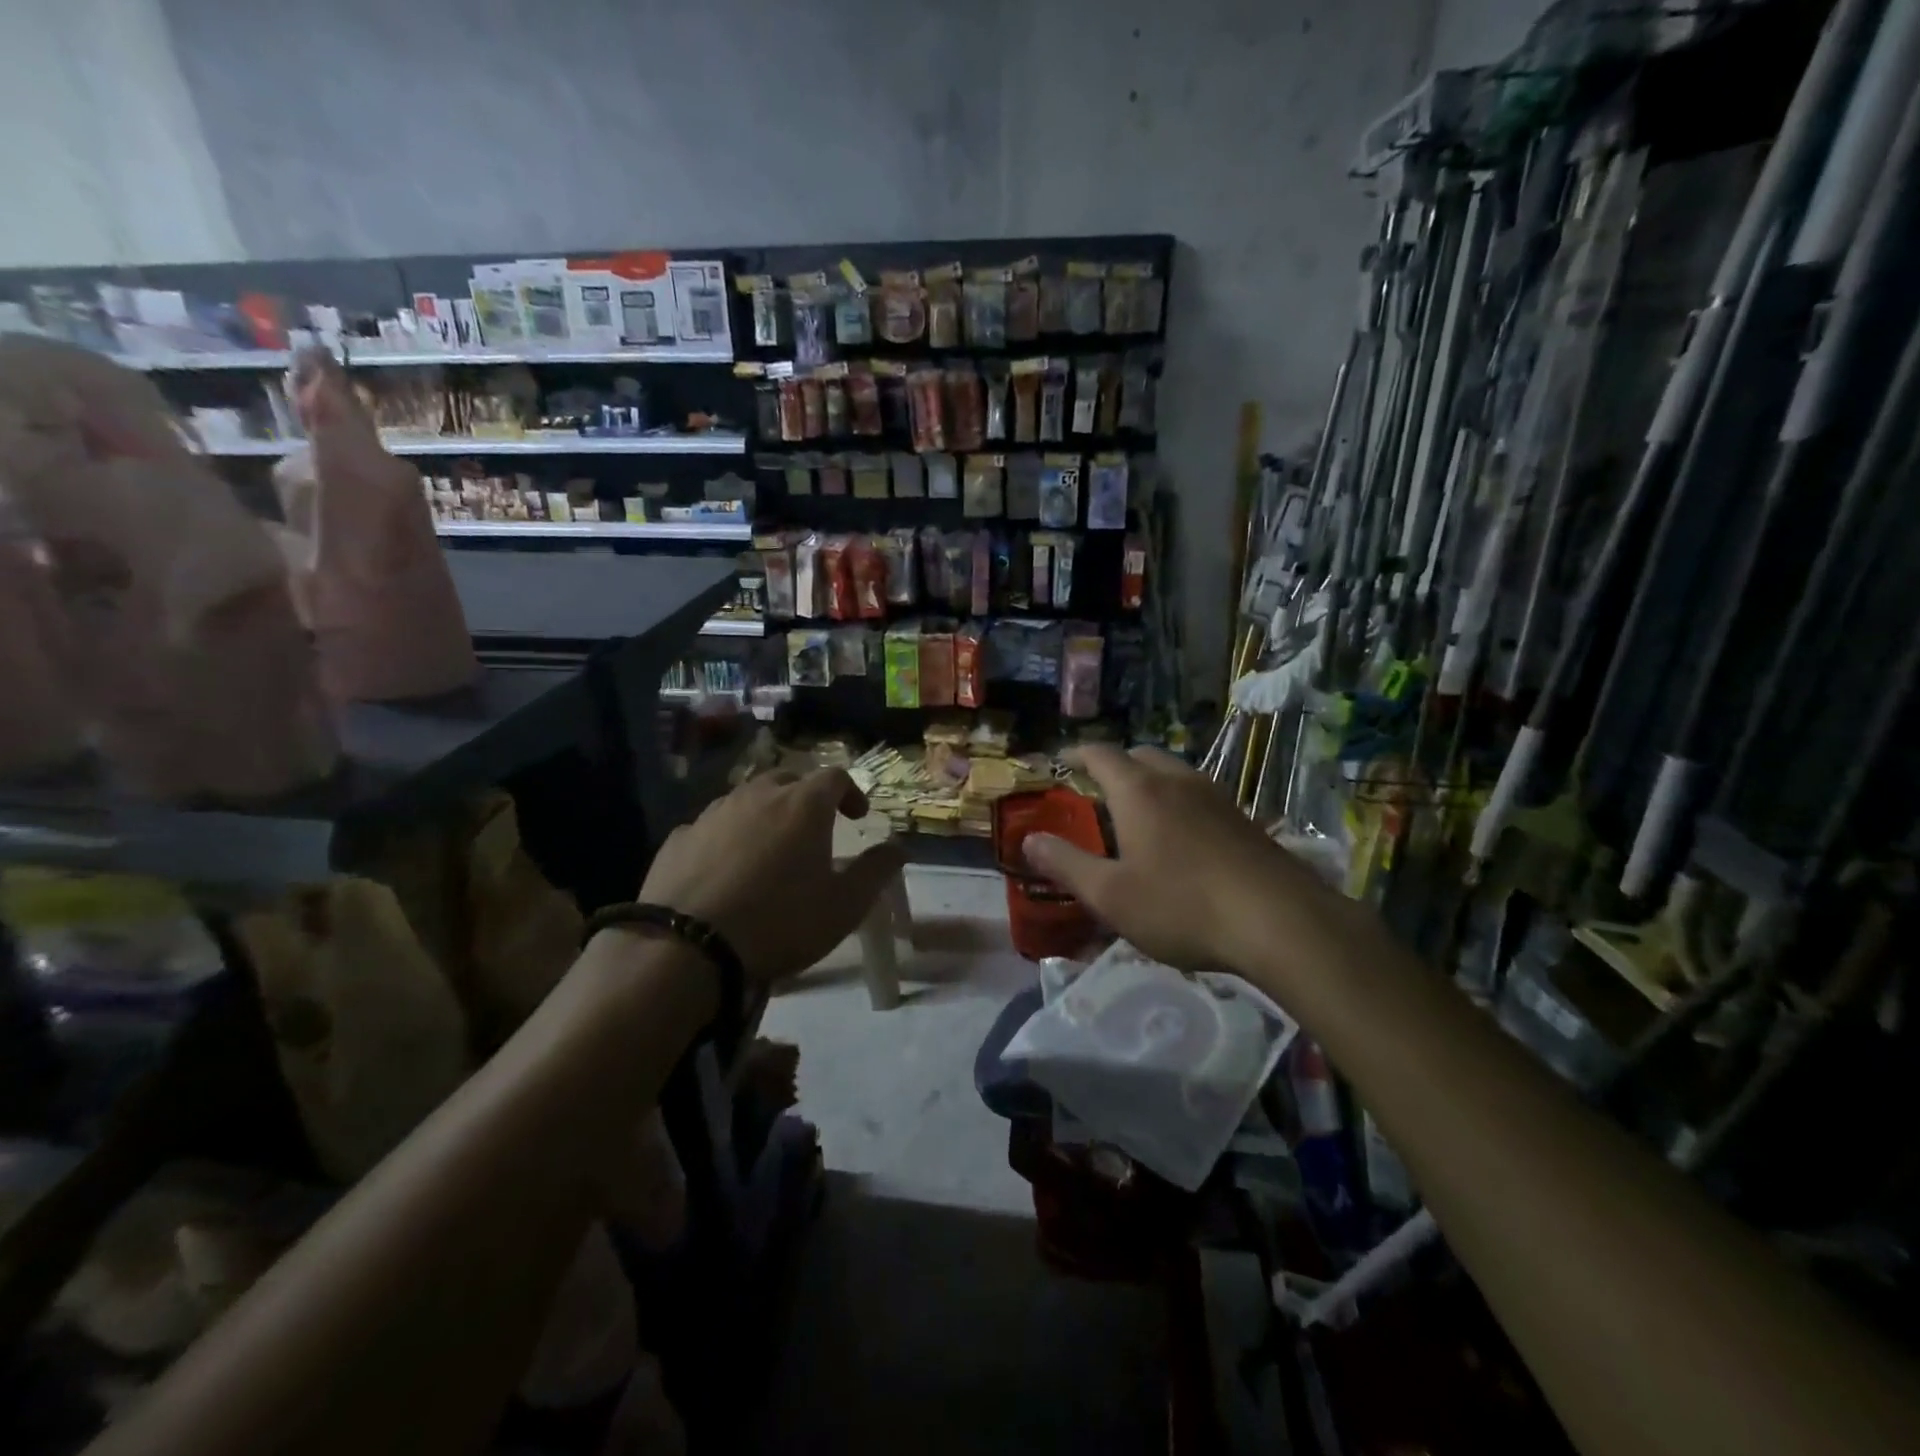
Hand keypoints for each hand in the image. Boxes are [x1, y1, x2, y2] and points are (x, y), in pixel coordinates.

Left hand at [639, 768, 905, 986]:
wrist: (687, 947)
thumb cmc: (780, 921)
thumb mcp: (845, 905)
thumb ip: (876, 870)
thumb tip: (899, 846)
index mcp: (803, 805)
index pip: (834, 777)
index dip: (850, 792)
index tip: (857, 816)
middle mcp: (757, 796)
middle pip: (788, 779)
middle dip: (806, 796)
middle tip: (814, 827)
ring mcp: (712, 813)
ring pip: (746, 799)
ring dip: (764, 813)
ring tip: (769, 848)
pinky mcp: (678, 838)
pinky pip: (711, 826)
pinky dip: (727, 836)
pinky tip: (725, 868)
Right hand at [1022, 745, 1334, 974]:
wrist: (1280, 921)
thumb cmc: (1182, 906)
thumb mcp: (1110, 895)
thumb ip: (1066, 864)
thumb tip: (1029, 841)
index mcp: (1138, 791)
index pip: (1100, 754)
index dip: (1076, 753)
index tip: (1060, 760)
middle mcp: (1177, 781)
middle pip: (1140, 754)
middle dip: (1115, 765)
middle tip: (1097, 791)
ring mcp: (1216, 796)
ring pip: (1174, 772)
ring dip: (1150, 782)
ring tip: (1137, 814)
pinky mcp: (1244, 818)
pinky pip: (1199, 795)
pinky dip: (1178, 802)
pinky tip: (1182, 839)